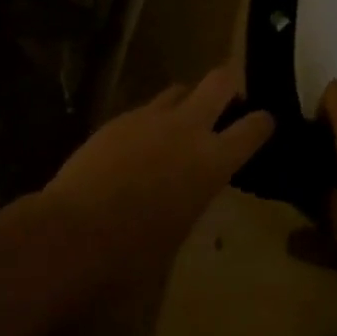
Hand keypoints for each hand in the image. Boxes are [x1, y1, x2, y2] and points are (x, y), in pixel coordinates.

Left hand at [41, 64, 274, 279]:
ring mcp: (150, 118)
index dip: (263, 122)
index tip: (264, 123)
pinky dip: (152, 121)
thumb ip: (195, 194)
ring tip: (180, 125)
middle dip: (230, 86)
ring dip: (187, 102)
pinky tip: (140, 145)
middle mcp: (187, 128)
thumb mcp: (180, 231)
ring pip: (180, 89)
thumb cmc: (132, 255)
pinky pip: (146, 109)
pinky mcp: (119, 118)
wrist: (71, 234)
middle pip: (220, 80)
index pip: (254, 127)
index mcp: (212, 161)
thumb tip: (193, 185)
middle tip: (228, 104)